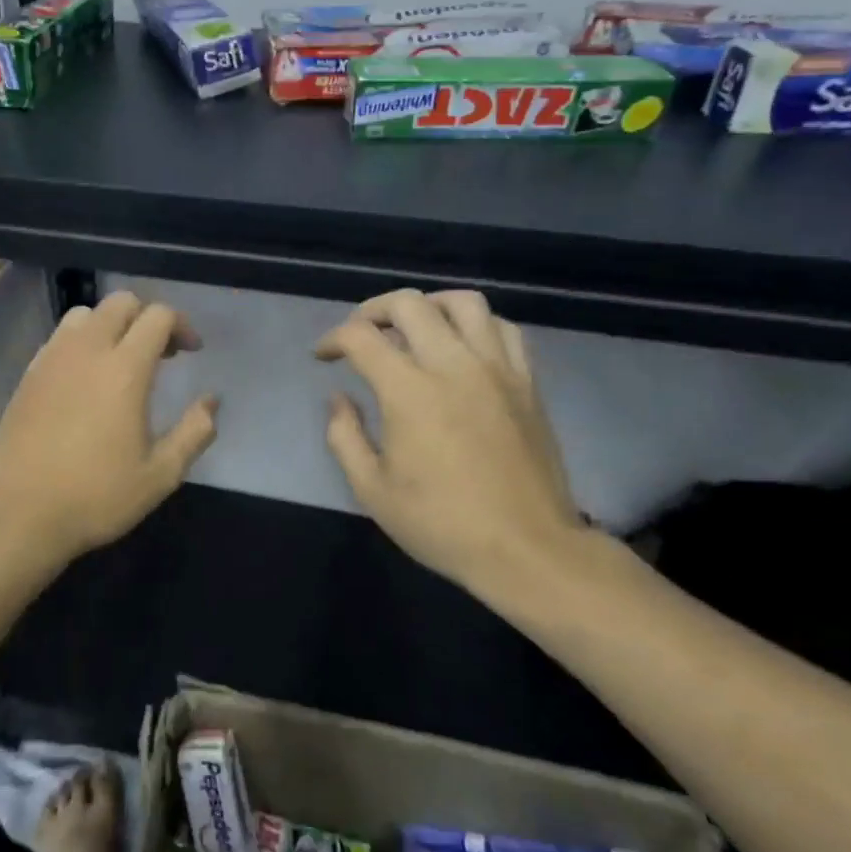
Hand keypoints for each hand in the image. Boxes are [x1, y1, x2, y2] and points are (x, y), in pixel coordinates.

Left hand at [0, 290, 217, 569]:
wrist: (20, 515)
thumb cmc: (96, 497)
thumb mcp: (160, 474)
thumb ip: (194, 432)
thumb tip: (211, 402)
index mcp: (124, 369)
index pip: (157, 316)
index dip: (181, 325)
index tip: (192, 352)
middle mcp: (86, 351)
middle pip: (121, 302)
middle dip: (147, 317)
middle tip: (161, 353)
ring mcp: (51, 360)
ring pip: (86, 314)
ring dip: (111, 326)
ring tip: (121, 361)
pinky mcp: (28, 375)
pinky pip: (59, 338)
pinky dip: (81, 342)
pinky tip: (85, 380)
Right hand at [315, 289, 585, 602]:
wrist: (526, 548)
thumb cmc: (441, 524)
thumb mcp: (372, 490)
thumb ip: (344, 436)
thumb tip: (338, 399)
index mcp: (409, 391)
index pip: (361, 337)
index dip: (333, 339)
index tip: (323, 357)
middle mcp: (453, 365)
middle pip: (409, 304)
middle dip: (373, 310)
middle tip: (360, 333)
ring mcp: (497, 369)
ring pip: (463, 302)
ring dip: (428, 305)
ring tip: (413, 327)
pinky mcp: (527, 381)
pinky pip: (503, 328)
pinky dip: (475, 324)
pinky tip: (462, 345)